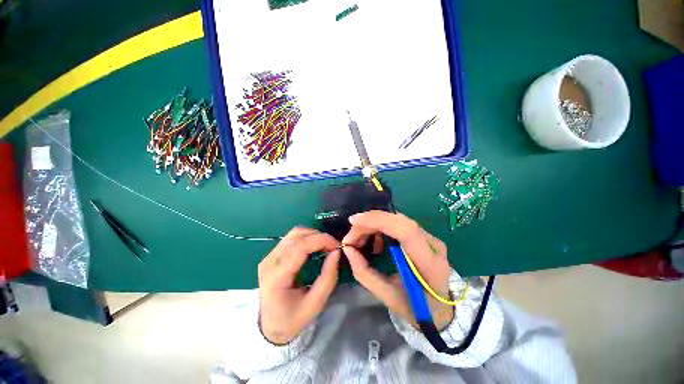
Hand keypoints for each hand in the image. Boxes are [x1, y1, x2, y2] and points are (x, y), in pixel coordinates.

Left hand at [258, 227, 340, 344]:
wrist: (270, 326)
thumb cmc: (292, 319)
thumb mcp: (315, 304)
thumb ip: (328, 277)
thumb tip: (336, 252)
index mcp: (277, 276)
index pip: (300, 247)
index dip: (321, 240)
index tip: (337, 245)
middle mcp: (269, 262)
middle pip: (296, 235)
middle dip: (319, 236)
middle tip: (333, 246)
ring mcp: (268, 257)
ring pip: (294, 233)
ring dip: (312, 235)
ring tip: (325, 245)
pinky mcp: (271, 255)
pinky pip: (291, 238)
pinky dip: (306, 238)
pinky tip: (315, 247)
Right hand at [342, 211, 453, 330]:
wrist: (442, 310)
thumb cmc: (416, 309)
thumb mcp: (386, 296)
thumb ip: (364, 272)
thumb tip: (347, 249)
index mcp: (429, 264)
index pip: (406, 230)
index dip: (378, 220)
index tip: (354, 222)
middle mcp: (433, 245)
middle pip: (398, 220)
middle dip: (369, 223)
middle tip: (351, 238)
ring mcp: (430, 238)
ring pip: (396, 220)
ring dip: (373, 225)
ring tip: (360, 241)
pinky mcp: (424, 236)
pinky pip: (398, 224)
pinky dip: (381, 228)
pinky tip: (376, 243)